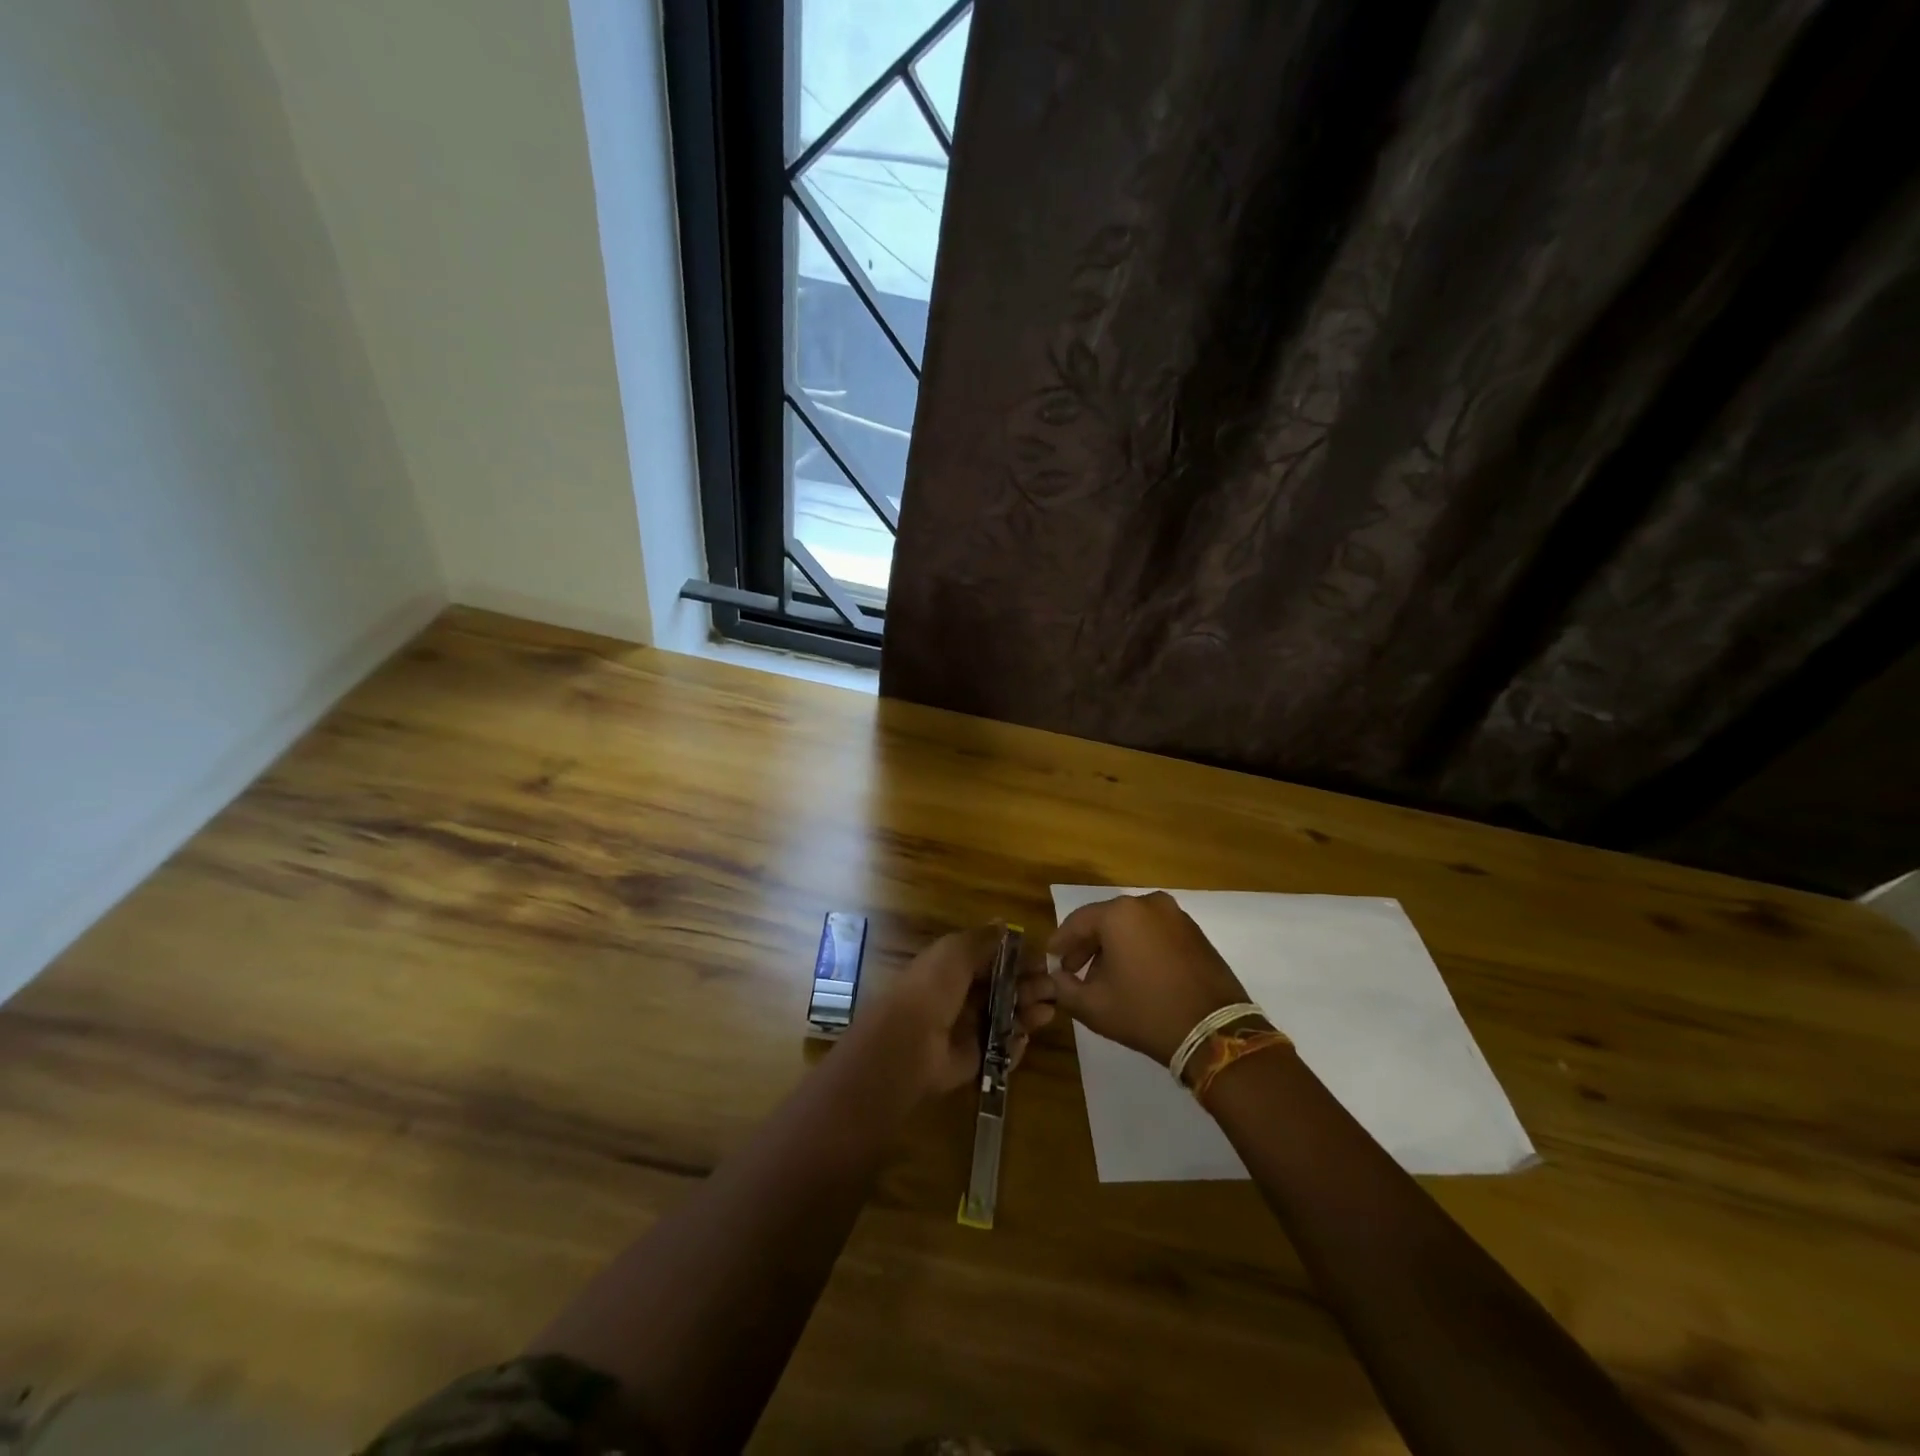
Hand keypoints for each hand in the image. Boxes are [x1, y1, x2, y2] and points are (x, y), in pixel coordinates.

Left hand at [856, 924, 1057, 1097]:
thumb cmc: (933, 987)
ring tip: (1047, 1012)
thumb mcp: (956, 951)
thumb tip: (1004, 923)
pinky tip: (1024, 1038)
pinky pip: (1002, 1051)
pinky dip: (1015, 1045)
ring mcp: (968, 1029)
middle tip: (1052, 988)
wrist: (910, 1042)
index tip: (1044, 961)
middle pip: (1004, 990)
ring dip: (1028, 1013)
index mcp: (953, 968)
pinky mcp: (975, 1060)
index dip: (1018, 960)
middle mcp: (962, 997)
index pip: (993, 961)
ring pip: (1007, 1019)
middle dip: (1029, 987)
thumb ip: (983, 939)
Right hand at [1047, 892, 1251, 1064]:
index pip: (1077, 922)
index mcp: (1120, 913)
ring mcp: (1176, 916)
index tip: (1051, 960)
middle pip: (1105, 920)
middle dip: (1087, 945)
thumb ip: (1065, 989)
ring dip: (1114, 947)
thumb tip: (1055, 979)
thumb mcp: (1094, 1006)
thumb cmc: (1146, 1012)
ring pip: (1132, 926)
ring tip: (1103, 977)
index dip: (1060, 942)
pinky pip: (1155, 932)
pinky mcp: (1195, 933)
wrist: (1215, 1032)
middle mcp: (1148, 903)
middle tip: (1073, 970)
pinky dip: (1139, 947)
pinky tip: (1135, 974)